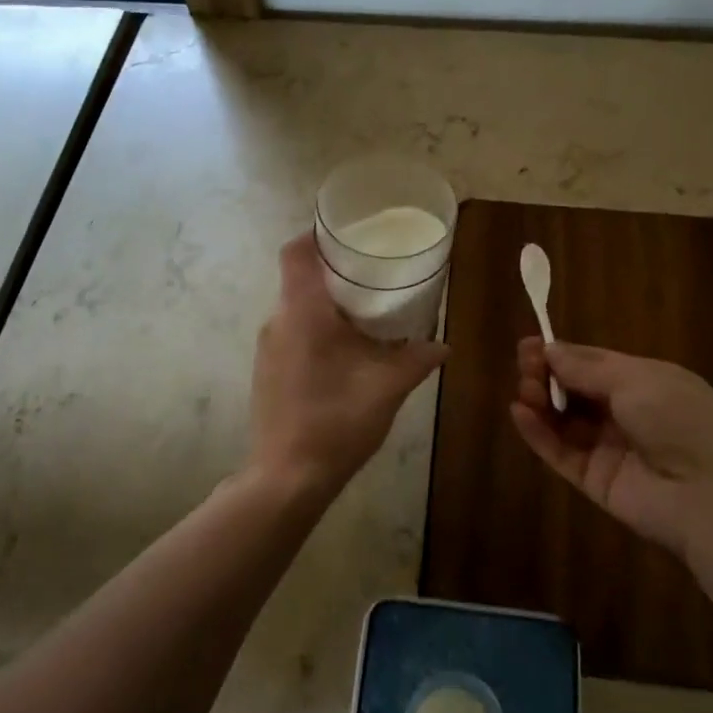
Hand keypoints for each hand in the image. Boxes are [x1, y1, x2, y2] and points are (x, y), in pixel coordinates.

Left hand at [250, 233, 448, 498]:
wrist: (287, 478)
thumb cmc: (336, 422)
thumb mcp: (386, 388)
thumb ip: (416, 360)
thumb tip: (443, 345)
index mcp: (302, 313)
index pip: (296, 253)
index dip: (318, 235)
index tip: (350, 234)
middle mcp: (278, 321)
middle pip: (300, 277)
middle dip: (335, 271)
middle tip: (374, 271)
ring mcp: (268, 347)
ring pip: (297, 307)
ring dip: (328, 303)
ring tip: (367, 309)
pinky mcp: (268, 370)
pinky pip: (293, 331)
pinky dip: (318, 328)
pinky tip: (347, 349)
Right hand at [509, 339, 712, 558]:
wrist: (712, 496)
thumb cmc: (680, 420)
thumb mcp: (636, 379)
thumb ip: (587, 367)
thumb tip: (551, 349)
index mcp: (646, 383)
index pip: (595, 364)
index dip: (562, 354)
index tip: (530, 345)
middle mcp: (627, 414)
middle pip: (576, 390)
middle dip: (547, 375)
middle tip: (524, 366)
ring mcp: (610, 449)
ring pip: (565, 421)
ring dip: (541, 401)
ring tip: (523, 390)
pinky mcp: (595, 481)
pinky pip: (561, 453)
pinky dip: (538, 433)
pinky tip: (519, 413)